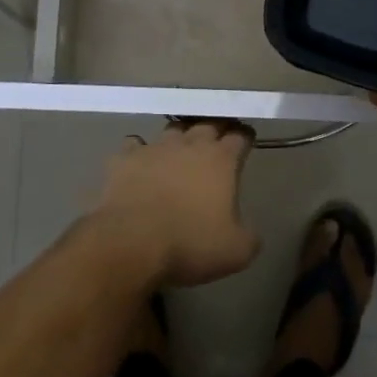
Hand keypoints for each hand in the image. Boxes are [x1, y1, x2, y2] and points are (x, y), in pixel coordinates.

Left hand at [91, 120, 261, 288]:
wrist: (132, 242)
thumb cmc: (190, 243)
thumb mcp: (236, 252)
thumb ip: (249, 237)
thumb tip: (250, 233)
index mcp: (221, 160)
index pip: (239, 137)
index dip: (245, 137)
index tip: (247, 139)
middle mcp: (190, 144)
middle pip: (208, 124)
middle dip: (216, 128)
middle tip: (219, 138)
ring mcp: (156, 147)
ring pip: (173, 129)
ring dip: (180, 135)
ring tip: (181, 146)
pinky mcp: (125, 157)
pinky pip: (134, 144)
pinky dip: (140, 151)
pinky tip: (140, 162)